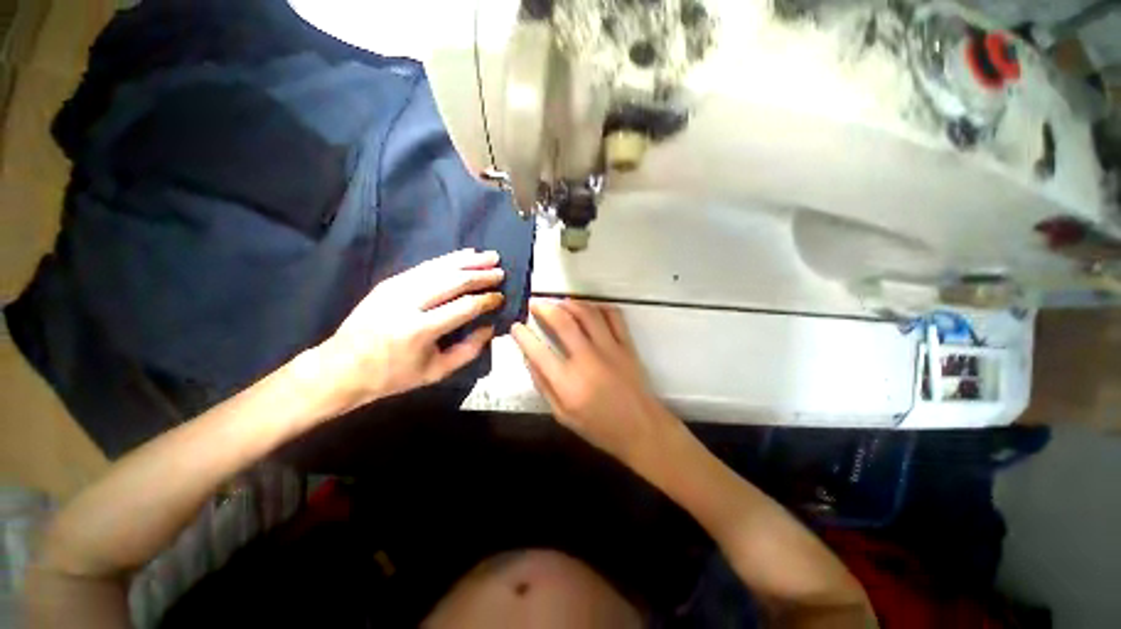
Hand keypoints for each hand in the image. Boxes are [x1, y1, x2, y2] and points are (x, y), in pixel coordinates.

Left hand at [318, 249, 504, 410]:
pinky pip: (425, 266)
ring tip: (490, 256)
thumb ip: (469, 350)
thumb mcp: (436, 371)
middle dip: (481, 275)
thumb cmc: (393, 375)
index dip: (486, 300)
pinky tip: (464, 254)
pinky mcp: (390, 281)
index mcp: (420, 329)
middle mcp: (408, 303)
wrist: (342, 367)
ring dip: (468, 261)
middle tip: (501, 271)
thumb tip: (490, 327)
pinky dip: (448, 259)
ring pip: (440, 267)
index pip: (464, 307)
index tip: (500, 297)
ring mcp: (396, 288)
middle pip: (453, 281)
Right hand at [512, 298, 682, 467]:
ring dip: (569, 303)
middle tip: (534, 303)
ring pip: (587, 313)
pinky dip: (599, 307)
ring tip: (558, 303)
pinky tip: (589, 308)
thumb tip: (528, 357)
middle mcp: (588, 360)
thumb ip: (543, 384)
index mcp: (568, 383)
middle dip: (544, 308)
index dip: (522, 335)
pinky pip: (613, 316)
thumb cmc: (598, 426)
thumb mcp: (562, 414)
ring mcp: (610, 349)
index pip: (538, 351)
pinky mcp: (627, 345)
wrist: (641, 428)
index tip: (516, 326)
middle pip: (562, 322)